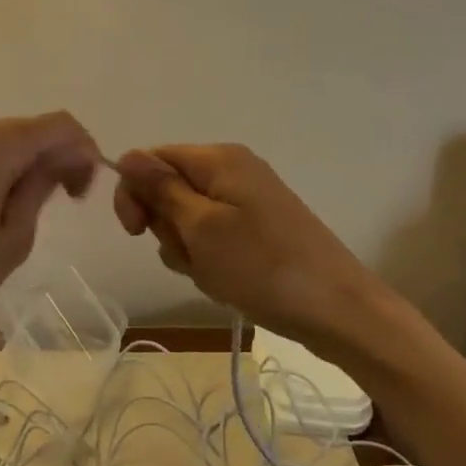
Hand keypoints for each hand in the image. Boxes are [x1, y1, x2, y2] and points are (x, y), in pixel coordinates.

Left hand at [0, 113, 102, 356]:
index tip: (86, 191)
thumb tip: (60, 162)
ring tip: (30, 211)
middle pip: (29, 129)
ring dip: (27, 164)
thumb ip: (40, 188)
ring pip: (3, 140)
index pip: (58, 125)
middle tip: (67, 203)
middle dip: (57, 158)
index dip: (84, 151)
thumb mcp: (10, 240)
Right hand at [113, 144, 384, 349]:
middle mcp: (233, 170)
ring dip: (189, 250)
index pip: (153, 159)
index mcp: (219, 159)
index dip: (135, 192)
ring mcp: (249, 201)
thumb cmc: (262, 266)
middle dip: (169, 228)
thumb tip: (127, 156)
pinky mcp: (259, 229)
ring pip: (190, 220)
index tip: (135, 231)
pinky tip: (229, 282)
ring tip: (215, 275)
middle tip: (191, 256)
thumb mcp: (201, 228)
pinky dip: (212, 260)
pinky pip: (215, 237)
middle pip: (171, 189)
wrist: (338, 309)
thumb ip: (161, 189)